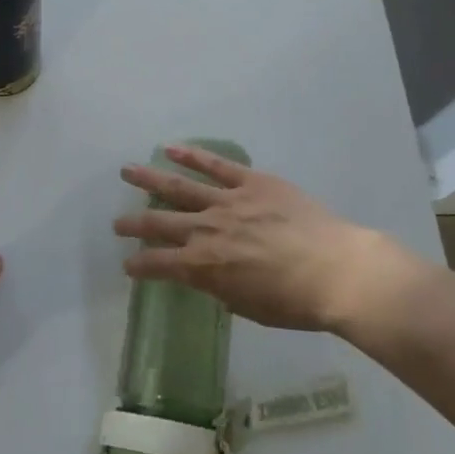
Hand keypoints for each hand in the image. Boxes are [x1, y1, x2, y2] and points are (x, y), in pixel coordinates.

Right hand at [114, 145, 427, 339]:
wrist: (337, 271)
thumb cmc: (295, 302)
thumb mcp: (247, 306)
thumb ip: (220, 288)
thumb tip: (208, 277)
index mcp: (203, 266)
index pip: (158, 264)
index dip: (139, 265)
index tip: (128, 266)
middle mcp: (206, 230)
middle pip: (159, 223)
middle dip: (134, 224)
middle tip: (117, 223)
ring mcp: (227, 202)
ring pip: (178, 187)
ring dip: (149, 179)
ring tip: (127, 171)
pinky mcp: (252, 182)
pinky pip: (216, 166)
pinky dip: (192, 155)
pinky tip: (170, 148)